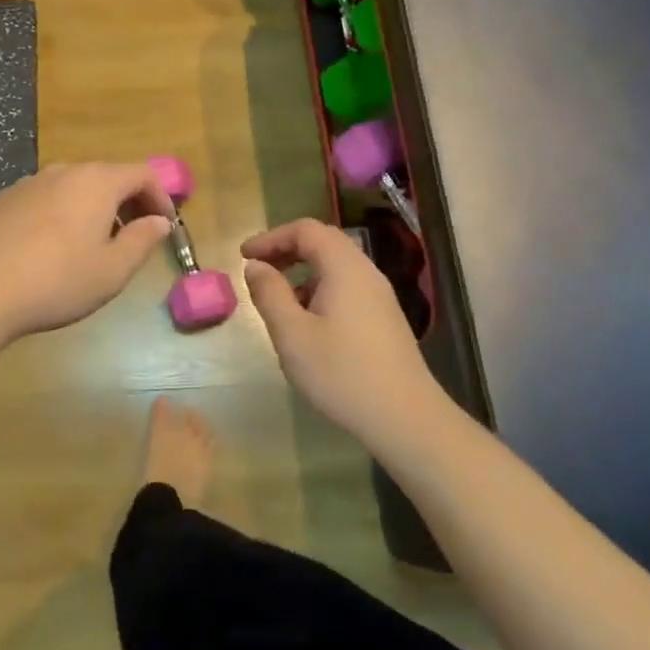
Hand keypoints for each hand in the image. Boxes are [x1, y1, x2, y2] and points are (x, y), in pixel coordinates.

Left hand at [0, 162, 174, 342]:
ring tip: (91, 246)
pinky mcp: (0, 201)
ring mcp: (27, 184)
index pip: (142, 173)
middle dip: (127, 202)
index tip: (164, 227)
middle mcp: (62, 172)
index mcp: (96, 182)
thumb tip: (159, 221)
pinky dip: (59, 214)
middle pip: (106, 176)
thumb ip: (142, 241)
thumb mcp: (112, 271)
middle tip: (132, 237)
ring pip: (72, 187)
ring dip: (92, 208)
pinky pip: (43, 200)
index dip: (161, 197)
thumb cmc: (56, 281)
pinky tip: (48, 249)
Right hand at [241, 219, 458, 447]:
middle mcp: (366, 274)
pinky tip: (307, 323)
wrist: (406, 419)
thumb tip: (255, 266)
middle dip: (286, 250)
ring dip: (302, 272)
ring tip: (277, 300)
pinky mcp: (384, 319)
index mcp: (344, 269)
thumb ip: (270, 294)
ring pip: (336, 267)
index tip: (244, 256)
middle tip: (257, 270)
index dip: (271, 237)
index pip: (306, 230)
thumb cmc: (342, 374)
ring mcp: (379, 297)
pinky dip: (319, 290)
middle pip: (323, 242)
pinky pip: (346, 288)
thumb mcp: (292, 335)